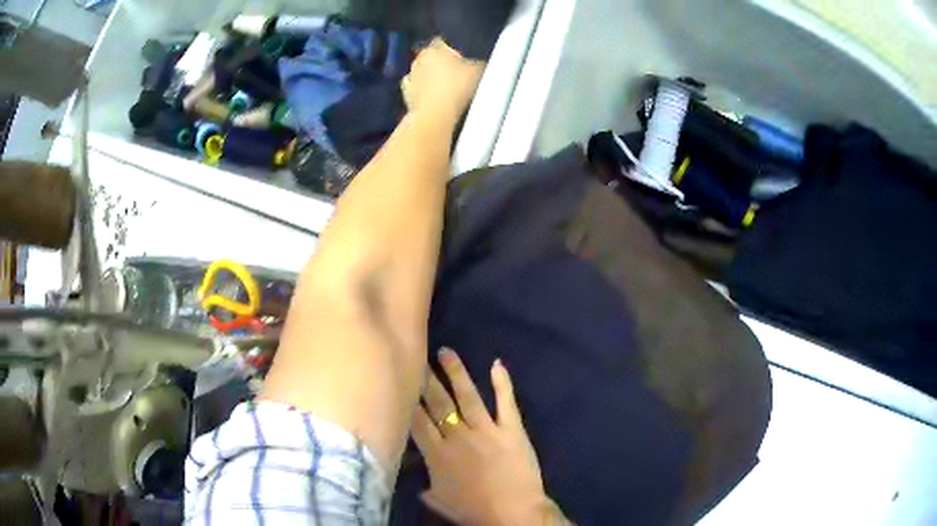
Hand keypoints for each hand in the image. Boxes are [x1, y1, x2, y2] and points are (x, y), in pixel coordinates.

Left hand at [401, 38, 484, 120]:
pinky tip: (431, 96)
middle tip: (454, 73)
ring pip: (421, 72)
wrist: (436, 114)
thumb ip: (477, 63)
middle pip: (430, 56)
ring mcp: (410, 76)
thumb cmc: (457, 86)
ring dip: (430, 76)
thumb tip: (478, 63)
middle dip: (439, 62)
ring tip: (444, 87)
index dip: (451, 49)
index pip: (441, 42)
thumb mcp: (478, 70)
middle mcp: (419, 59)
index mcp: (435, 49)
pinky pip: (415, 88)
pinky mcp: (406, 94)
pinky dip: (421, 90)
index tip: (460, 58)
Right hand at [412, 348, 568, 524]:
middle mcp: (458, 436)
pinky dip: (502, 383)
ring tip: (446, 351)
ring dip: (456, 372)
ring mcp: (487, 430)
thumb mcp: (441, 503)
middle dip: (426, 378)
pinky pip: (506, 402)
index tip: (400, 381)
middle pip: (438, 402)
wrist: (514, 514)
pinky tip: (497, 364)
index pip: (417, 421)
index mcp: (438, 454)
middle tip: (417, 357)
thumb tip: (417, 483)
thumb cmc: (475, 511)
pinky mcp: (512, 430)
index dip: (408, 400)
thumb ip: (426, 489)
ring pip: (468, 395)